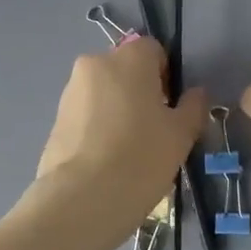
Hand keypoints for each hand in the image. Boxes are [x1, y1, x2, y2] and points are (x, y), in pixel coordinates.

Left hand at [31, 37, 207, 243]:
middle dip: (140, 92)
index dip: (166, 75)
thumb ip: (192, 106)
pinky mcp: (54, 120)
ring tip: (128, 149)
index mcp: (128, 59)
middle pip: (125, 70)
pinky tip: (107, 160)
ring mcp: (70, 92)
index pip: (153, 50)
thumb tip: (196, 93)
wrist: (82, 199)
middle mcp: (94, 65)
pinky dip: (98, 128)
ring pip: (104, 92)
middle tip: (153, 129)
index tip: (171, 107)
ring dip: (117, 110)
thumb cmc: (141, 157)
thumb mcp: (181, 134)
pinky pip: (86, 115)